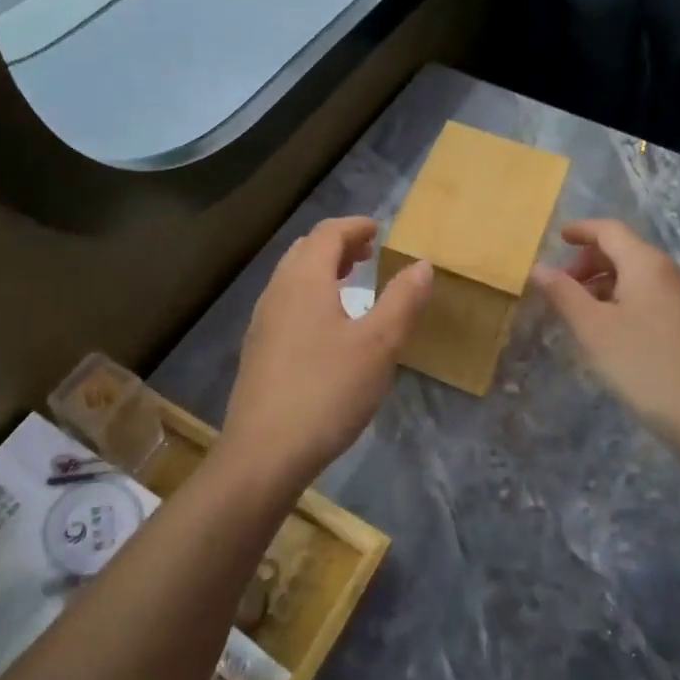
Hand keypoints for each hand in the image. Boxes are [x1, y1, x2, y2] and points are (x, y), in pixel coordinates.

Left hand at [221, 217, 433, 490]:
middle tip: (368, 254)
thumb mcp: (378, 345)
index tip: (379, 230)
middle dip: (338, 245)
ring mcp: (262, 322)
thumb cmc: (327, 391)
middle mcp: (277, 292)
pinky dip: (310, 297)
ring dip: (322, 271)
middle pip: (305, 251)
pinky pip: (286, 305)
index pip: (327, 234)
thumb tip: (422, 264)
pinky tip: (328, 328)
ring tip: (351, 284)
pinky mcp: (258, 351)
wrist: (264, 453)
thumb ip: (402, 300)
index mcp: (304, 280)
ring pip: (292, 279)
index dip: (355, 226)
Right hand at [530, 220, 679, 456]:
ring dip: (606, 283)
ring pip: (638, 276)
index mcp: (647, 264)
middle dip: (590, 262)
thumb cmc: (642, 364)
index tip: (558, 238)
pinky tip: (612, 329)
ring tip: (582, 311)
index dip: (582, 230)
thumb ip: (563, 293)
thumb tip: (539, 267)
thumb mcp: (592, 328)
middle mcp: (671, 272)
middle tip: (563, 287)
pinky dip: (625, 299)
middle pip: (625, 251)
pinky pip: (652, 296)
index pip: (610, 230)